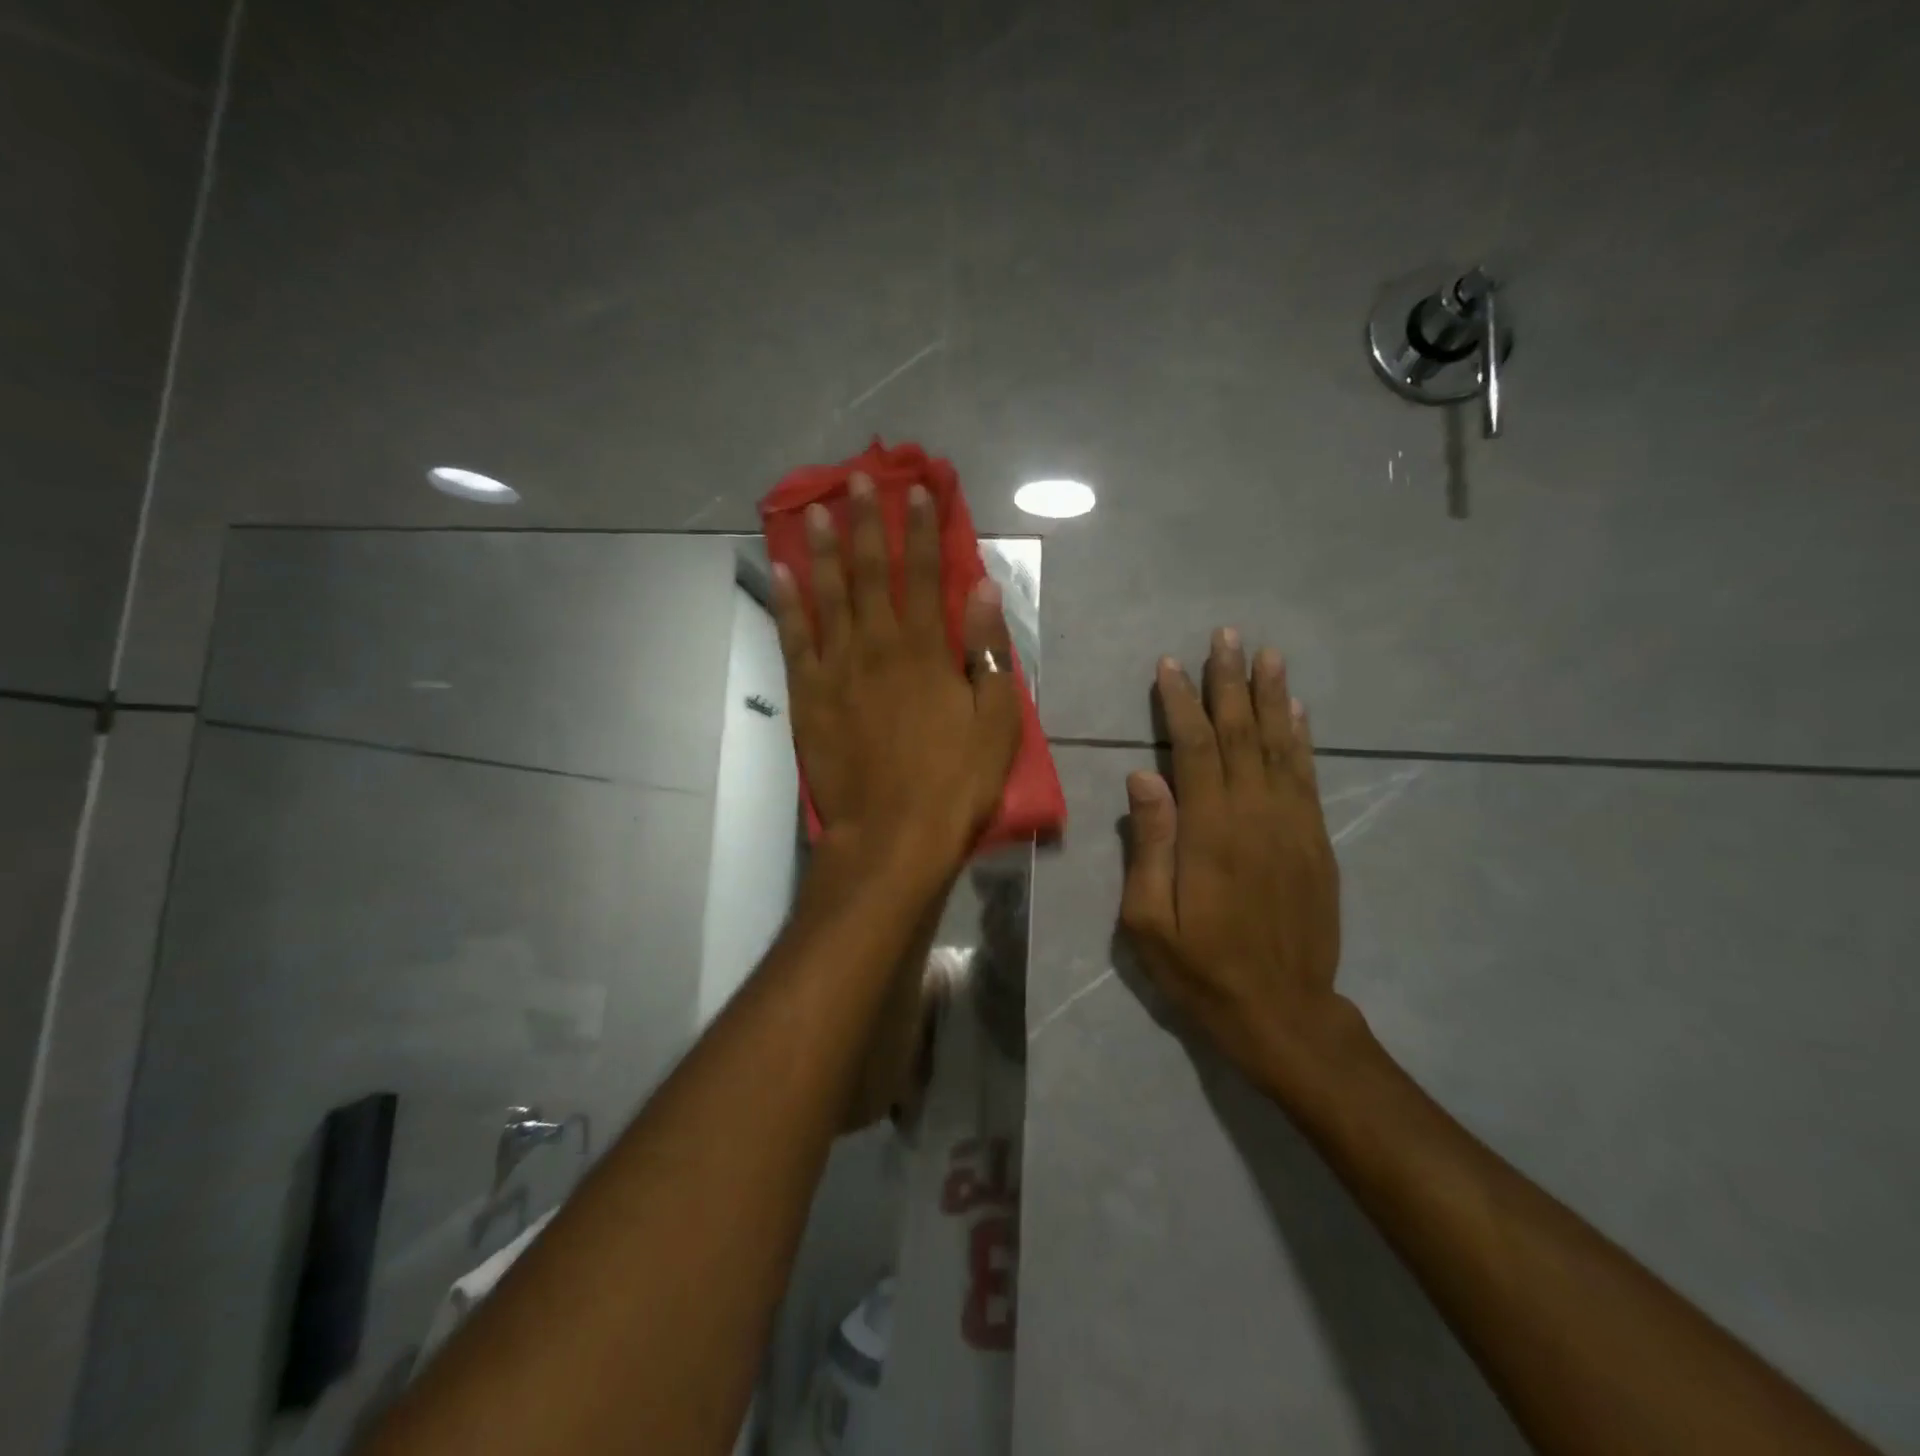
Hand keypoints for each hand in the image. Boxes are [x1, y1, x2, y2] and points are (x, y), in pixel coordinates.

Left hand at [772, 473, 1022, 878]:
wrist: (891, 835)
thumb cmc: (953, 783)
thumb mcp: (995, 722)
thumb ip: (987, 651)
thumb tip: (984, 589)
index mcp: (927, 651)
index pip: (926, 574)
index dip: (923, 529)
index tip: (918, 490)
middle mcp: (878, 646)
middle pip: (872, 573)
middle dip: (868, 522)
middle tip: (857, 479)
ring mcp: (837, 669)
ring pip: (829, 595)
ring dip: (825, 549)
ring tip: (818, 510)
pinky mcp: (808, 695)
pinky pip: (794, 638)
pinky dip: (788, 602)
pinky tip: (782, 570)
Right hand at [1120, 629, 1364, 1095]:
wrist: (1283, 1012)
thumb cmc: (1201, 968)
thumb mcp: (1148, 920)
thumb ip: (1150, 845)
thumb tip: (1144, 777)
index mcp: (1210, 831)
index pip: (1195, 748)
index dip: (1182, 703)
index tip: (1171, 665)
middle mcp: (1256, 815)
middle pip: (1242, 734)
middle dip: (1230, 682)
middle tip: (1227, 636)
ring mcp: (1293, 826)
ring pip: (1281, 746)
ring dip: (1273, 697)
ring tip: (1268, 655)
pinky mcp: (1316, 842)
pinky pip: (1308, 777)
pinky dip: (1302, 739)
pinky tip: (1298, 712)